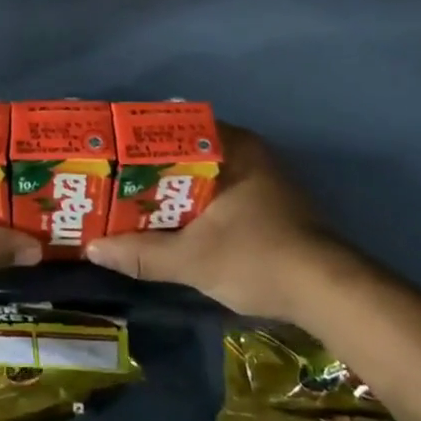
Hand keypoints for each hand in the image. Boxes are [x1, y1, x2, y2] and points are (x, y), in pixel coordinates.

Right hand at [84, 124, 356, 321]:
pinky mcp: (270, 202)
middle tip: (114, 182)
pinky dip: (195, 202)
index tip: (110, 154)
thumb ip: (141, 253)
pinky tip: (172, 222)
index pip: (174, 127)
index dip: (139, 140)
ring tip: (133, 202)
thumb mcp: (192, 259)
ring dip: (173, 188)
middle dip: (151, 168)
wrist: (328, 292)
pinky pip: (219, 190)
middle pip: (186, 151)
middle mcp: (248, 151)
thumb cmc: (257, 258)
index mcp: (231, 146)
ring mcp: (262, 176)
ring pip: (203, 173)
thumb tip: (92, 248)